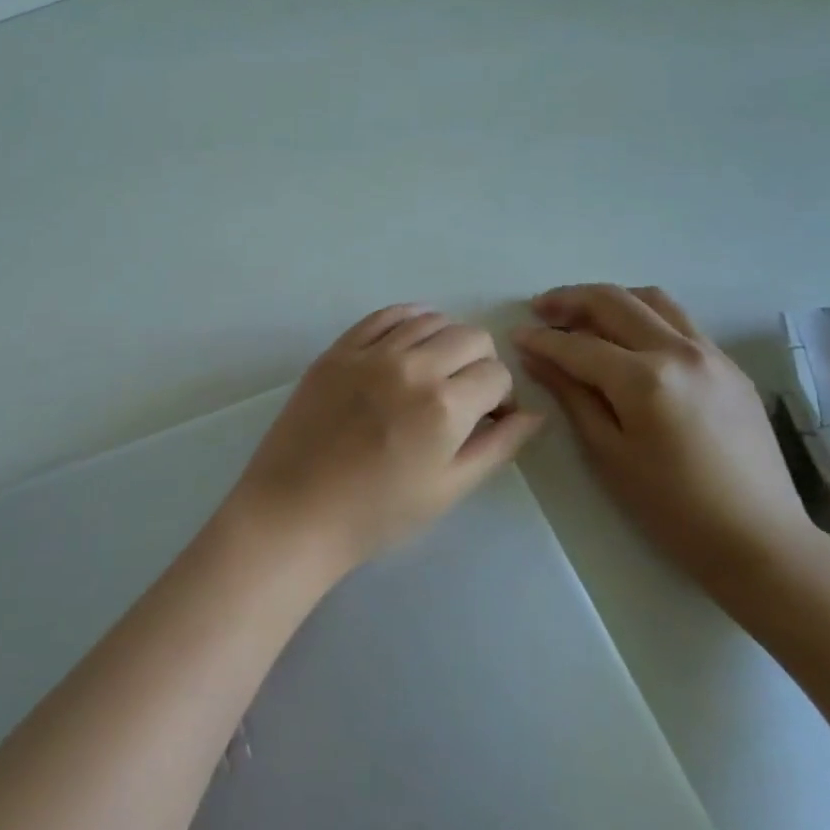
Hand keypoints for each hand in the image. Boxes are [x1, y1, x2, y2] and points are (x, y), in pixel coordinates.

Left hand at [226, 305, 543, 580]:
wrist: (296, 511)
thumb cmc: (377, 513)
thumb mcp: (449, 489)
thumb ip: (497, 447)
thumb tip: (532, 414)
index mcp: (445, 405)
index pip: (496, 374)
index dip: (501, 397)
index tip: (488, 419)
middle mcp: (412, 366)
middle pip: (470, 336)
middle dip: (480, 363)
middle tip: (464, 395)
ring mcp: (370, 353)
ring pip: (430, 320)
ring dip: (446, 341)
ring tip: (434, 371)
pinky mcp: (339, 349)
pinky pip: (384, 315)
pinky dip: (407, 320)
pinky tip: (408, 341)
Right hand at [512, 284, 827, 606]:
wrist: (759, 540)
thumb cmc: (671, 508)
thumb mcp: (608, 453)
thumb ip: (571, 395)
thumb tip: (536, 358)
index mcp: (645, 379)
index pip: (578, 345)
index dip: (541, 339)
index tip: (515, 336)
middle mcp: (679, 351)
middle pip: (614, 302)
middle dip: (570, 300)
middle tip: (540, 310)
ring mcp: (711, 354)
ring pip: (651, 300)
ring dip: (610, 300)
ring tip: (583, 315)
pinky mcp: (730, 366)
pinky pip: (680, 321)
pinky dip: (644, 316)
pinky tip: (628, 339)